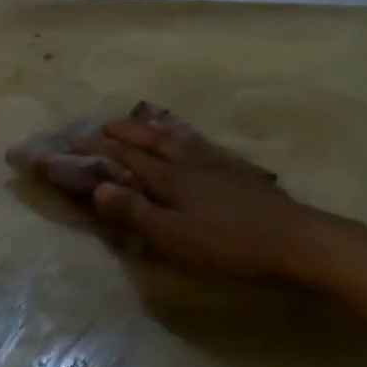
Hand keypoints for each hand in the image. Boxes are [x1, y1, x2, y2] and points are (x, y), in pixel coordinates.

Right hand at [72, 109, 335, 281]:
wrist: (295, 240)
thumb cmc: (228, 245)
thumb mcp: (174, 237)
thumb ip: (135, 213)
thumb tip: (98, 187)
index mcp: (169, 178)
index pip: (124, 157)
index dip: (96, 149)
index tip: (71, 141)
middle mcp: (189, 162)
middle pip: (149, 140)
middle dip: (121, 132)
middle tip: (100, 126)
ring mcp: (216, 163)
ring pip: (176, 138)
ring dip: (151, 128)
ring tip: (138, 122)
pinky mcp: (237, 172)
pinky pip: (200, 144)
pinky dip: (183, 137)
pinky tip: (190, 142)